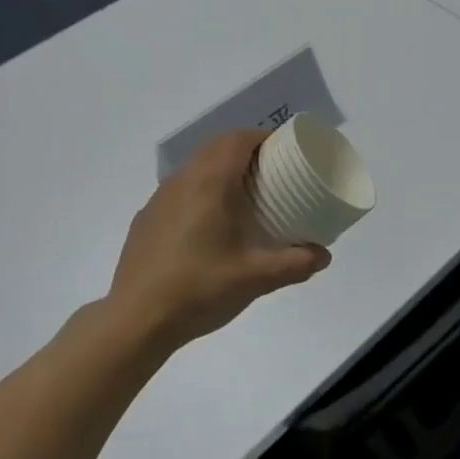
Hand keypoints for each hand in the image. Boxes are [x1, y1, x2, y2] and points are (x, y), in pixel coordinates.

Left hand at [108, 130, 330, 347]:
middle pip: (216, 148)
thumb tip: (323, 256)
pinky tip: (208, 226)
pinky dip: (200, 192)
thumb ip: (294, 264)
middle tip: (271, 173)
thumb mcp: (255, 279)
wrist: (136, 320)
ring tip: (243, 197)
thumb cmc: (199, 288)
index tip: (285, 152)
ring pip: (195, 168)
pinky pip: (179, 191)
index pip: (237, 139)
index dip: (263, 138)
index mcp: (209, 182)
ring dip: (220, 171)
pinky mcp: (146, 220)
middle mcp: (181, 181)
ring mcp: (159, 199)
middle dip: (245, 151)